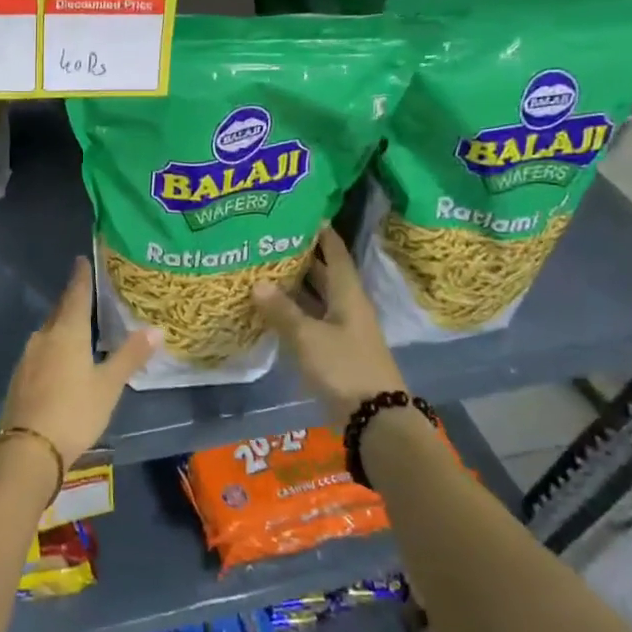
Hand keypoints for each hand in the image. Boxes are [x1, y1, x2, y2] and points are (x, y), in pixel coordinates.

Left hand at [3, 257, 158, 467]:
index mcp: (67, 333)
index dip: (81, 278)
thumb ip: (130, 356)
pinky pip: (41, 350)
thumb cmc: (74, 411)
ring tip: (78, 325)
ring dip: (62, 324)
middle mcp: (44, 337)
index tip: (81, 260)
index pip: (76, 295)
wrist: (28, 448)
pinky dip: (53, 345)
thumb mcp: (108, 385)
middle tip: (86, 292)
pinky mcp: (20, 376)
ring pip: (48, 331)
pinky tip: (61, 357)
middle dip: (72, 300)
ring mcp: (28, 357)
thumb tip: (155, 329)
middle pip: (60, 311)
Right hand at [251, 227, 405, 424]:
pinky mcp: (333, 352)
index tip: (304, 213)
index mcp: (349, 296)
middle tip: (270, 239)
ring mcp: (341, 331)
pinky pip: (310, 322)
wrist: (374, 419)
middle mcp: (347, 308)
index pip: (336, 254)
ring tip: (262, 268)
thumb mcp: (309, 337)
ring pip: (316, 299)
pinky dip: (292, 313)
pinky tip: (269, 309)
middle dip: (301, 257)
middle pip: (324, 275)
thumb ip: (282, 311)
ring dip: (294, 286)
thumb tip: (257, 282)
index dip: (322, 234)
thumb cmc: (345, 368)